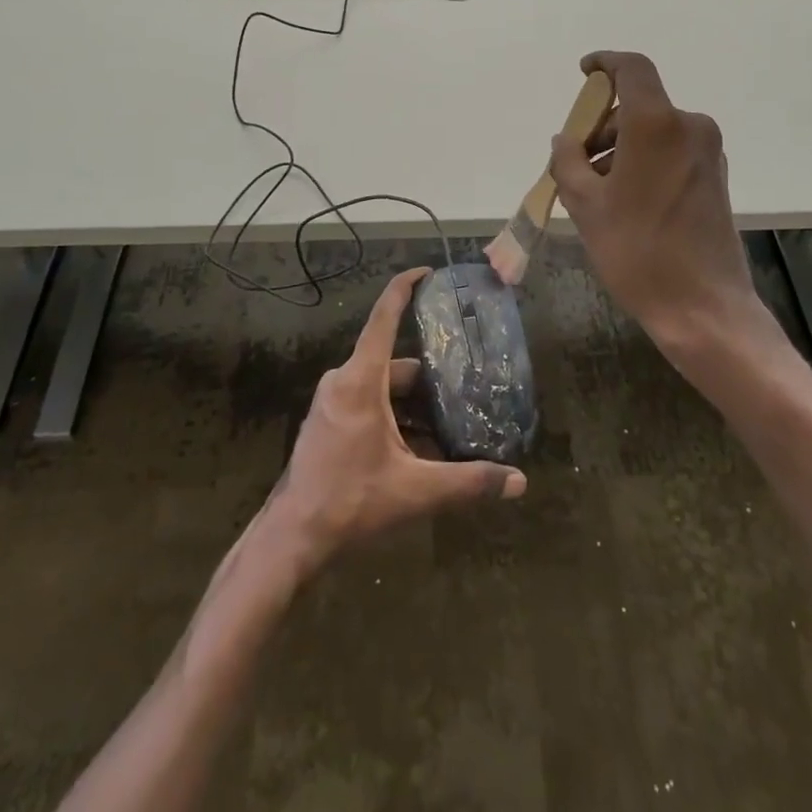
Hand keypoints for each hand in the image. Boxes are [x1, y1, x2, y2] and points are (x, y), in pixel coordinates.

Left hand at [271, 267, 525, 566]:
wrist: (292, 538)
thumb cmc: (350, 501)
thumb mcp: (415, 490)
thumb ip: (468, 483)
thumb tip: (519, 483)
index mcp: (361, 380)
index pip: (385, 317)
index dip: (405, 288)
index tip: (428, 272)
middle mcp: (344, 381)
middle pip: (395, 363)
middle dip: (430, 377)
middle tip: (466, 386)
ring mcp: (332, 402)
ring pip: (382, 387)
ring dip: (414, 404)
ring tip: (450, 423)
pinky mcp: (328, 422)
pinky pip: (368, 403)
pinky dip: (395, 417)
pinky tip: (419, 448)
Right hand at [549, 52, 781, 374]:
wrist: (703, 307)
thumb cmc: (637, 251)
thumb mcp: (586, 205)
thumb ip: (568, 161)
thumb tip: (565, 140)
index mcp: (657, 125)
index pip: (632, 69)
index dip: (605, 63)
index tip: (584, 73)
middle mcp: (689, 127)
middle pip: (638, 106)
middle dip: (602, 125)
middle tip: (575, 161)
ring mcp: (707, 152)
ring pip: (654, 131)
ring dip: (621, 147)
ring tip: (595, 189)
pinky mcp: (715, 177)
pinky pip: (671, 151)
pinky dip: (644, 160)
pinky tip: (625, 199)